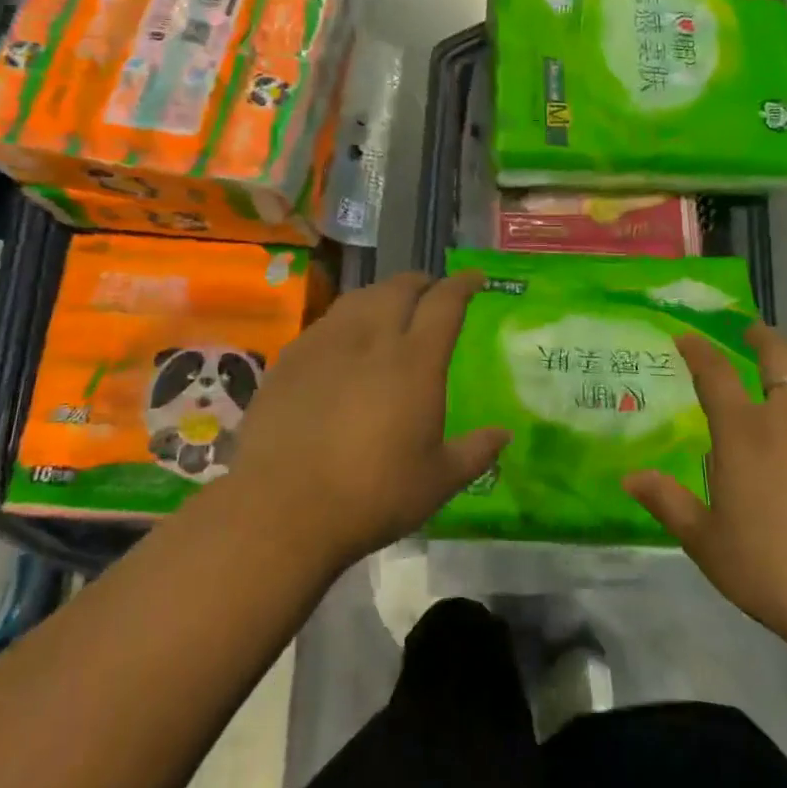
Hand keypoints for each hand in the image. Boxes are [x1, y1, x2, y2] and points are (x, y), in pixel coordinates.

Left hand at [225, 270, 508, 568]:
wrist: (283, 508)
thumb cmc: (372, 496)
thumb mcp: (437, 481)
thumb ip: (474, 452)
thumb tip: (503, 433)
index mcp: (415, 361)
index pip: (444, 303)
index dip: (462, 285)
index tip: (475, 278)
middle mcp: (371, 338)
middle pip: (398, 289)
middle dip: (420, 282)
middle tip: (431, 290)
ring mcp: (326, 344)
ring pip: (359, 298)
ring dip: (382, 294)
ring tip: (389, 305)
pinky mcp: (290, 359)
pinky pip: (326, 322)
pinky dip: (346, 319)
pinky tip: (343, 340)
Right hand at [625, 324, 786, 661]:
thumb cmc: (775, 574)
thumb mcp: (707, 544)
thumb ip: (668, 503)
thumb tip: (630, 477)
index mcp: (745, 433)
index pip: (714, 374)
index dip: (698, 350)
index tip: (687, 337)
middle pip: (781, 357)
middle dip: (763, 338)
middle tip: (754, 334)